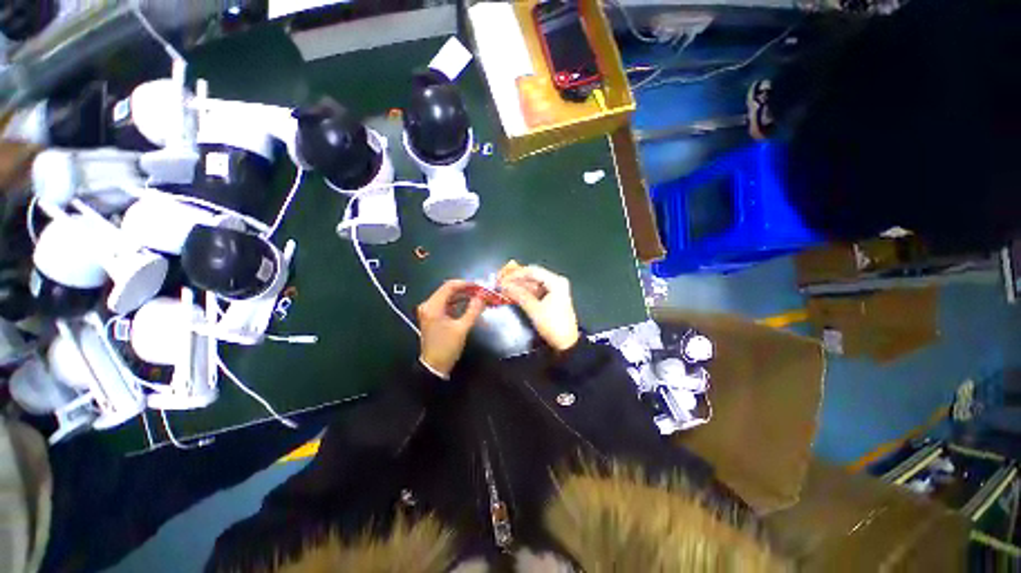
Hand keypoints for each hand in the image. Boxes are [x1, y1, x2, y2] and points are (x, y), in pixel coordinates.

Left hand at [418, 280, 485, 377]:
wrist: (434, 366)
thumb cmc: (447, 347)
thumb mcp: (462, 329)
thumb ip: (473, 310)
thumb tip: (482, 297)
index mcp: (433, 306)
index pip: (449, 286)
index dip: (465, 284)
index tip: (479, 286)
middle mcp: (428, 305)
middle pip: (448, 290)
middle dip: (465, 289)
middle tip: (480, 291)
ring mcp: (429, 310)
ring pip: (448, 296)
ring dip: (462, 295)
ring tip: (477, 296)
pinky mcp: (433, 316)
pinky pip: (446, 303)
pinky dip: (458, 302)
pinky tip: (469, 304)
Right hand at [497, 263, 579, 351]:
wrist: (566, 343)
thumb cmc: (552, 324)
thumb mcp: (534, 309)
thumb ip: (519, 295)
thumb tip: (505, 286)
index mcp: (555, 281)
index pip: (532, 271)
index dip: (516, 274)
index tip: (502, 278)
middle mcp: (557, 282)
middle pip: (534, 276)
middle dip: (517, 279)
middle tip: (502, 283)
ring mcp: (556, 289)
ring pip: (535, 283)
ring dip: (521, 286)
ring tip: (506, 288)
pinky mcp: (553, 298)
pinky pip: (537, 290)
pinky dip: (527, 292)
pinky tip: (516, 294)